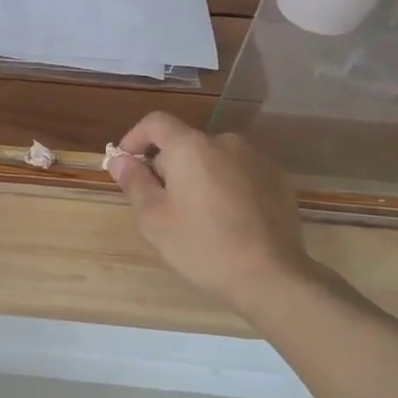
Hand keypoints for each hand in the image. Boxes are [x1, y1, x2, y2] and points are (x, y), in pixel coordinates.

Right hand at [108, 112, 317, 315]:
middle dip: (167, 165)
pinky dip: (225, 186)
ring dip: (198, 176)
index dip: (135, 138)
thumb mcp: (154, 218)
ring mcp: (256, 159)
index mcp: (191, 147)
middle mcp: (225, 142)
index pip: (156, 122)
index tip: (126, 163)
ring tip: (195, 214)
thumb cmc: (201, 244)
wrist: (271, 276)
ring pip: (213, 159)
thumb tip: (119, 159)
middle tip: (160, 203)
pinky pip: (239, 173)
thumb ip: (134, 182)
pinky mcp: (278, 180)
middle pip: (185, 143)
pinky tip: (226, 219)